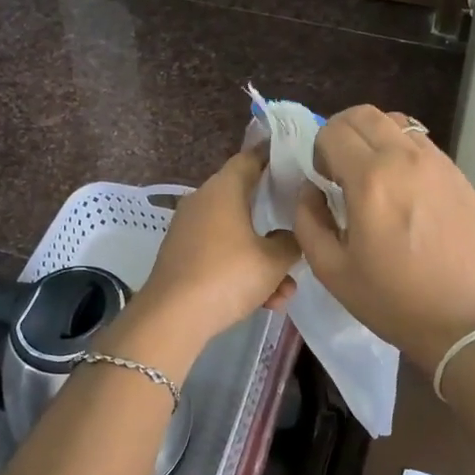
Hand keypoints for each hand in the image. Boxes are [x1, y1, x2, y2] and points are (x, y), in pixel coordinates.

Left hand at [105, 151, 297, 381]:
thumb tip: (291, 235)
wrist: (173, 318)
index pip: (250, 158)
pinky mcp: (182, 256)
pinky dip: (242, 272)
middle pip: (245, 198)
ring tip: (285, 289)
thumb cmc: (228, 275)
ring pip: (236, 234)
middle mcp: (203, 201)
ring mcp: (189, 230)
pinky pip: (220, 255)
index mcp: (224, 189)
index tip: (296, 159)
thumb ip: (292, 241)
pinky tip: (265, 302)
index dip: (273, 156)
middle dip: (274, 217)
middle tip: (301, 224)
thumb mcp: (274, 260)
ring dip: (263, 257)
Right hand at [294, 106, 474, 369]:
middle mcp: (405, 159)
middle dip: (343, 132)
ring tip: (375, 176)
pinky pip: (423, 145)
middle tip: (342, 169)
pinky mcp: (460, 176)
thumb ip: (307, 220)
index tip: (324, 180)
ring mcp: (439, 164)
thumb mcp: (330, 269)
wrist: (462, 321)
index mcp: (370, 179)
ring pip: (397, 123)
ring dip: (375, 138)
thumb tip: (311, 190)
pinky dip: (404, 152)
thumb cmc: (391, 300)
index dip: (319, 150)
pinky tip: (405, 190)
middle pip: (365, 114)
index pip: (333, 130)